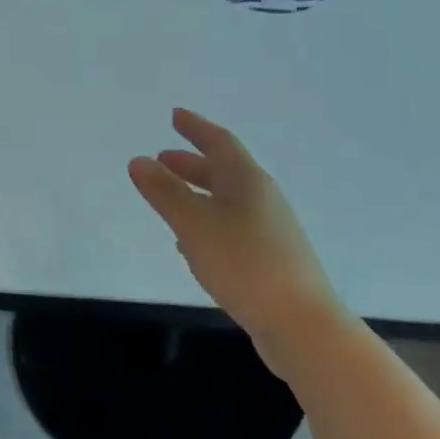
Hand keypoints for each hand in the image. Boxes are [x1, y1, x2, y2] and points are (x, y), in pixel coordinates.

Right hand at [128, 109, 344, 345]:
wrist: (300, 324)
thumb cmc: (245, 264)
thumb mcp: (195, 225)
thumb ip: (165, 192)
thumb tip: (138, 160)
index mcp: (248, 182)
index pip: (219, 143)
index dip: (196, 128)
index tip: (176, 115)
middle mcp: (262, 200)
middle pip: (224, 171)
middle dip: (192, 163)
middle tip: (163, 158)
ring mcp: (268, 231)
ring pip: (226, 201)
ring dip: (197, 193)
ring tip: (169, 196)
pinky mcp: (268, 259)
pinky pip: (230, 229)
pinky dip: (205, 224)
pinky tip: (189, 244)